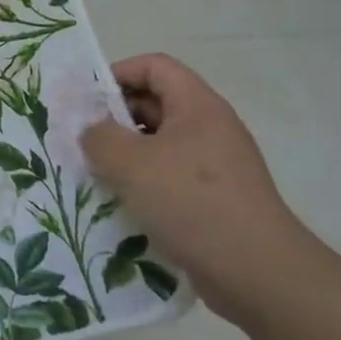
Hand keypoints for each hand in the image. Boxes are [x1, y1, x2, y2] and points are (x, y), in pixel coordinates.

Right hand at [82, 53, 317, 325]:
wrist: (258, 273)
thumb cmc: (192, 203)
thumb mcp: (132, 163)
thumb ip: (99, 137)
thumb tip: (90, 130)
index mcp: (198, 105)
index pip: (154, 66)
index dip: (118, 74)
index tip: (87, 102)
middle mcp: (209, 127)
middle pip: (155, 103)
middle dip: (115, 117)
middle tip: (82, 140)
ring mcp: (215, 164)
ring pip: (159, 143)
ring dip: (125, 154)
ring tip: (94, 173)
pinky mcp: (214, 198)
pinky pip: (169, 176)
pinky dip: (142, 182)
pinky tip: (121, 203)